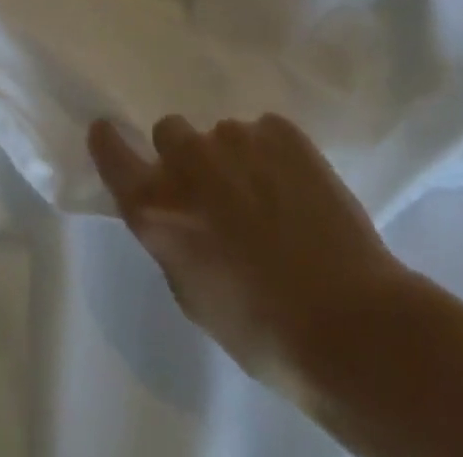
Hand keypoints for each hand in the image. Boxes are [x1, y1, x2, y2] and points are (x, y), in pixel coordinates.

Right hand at [89, 114, 462, 456]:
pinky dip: (276, 156)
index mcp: (155, 204)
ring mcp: (234, 137)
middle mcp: (186, 158)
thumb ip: (172, 238)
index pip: (110, 148)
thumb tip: (176, 213)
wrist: (352, 326)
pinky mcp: (281, 131)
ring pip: (223, 136)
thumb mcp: (194, 294)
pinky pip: (266, 133)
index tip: (114, 138)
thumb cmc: (263, 331)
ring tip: (273, 202)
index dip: (111, 142)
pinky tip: (300, 194)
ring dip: (236, 160)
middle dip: (188, 157)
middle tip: (219, 194)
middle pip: (170, 132)